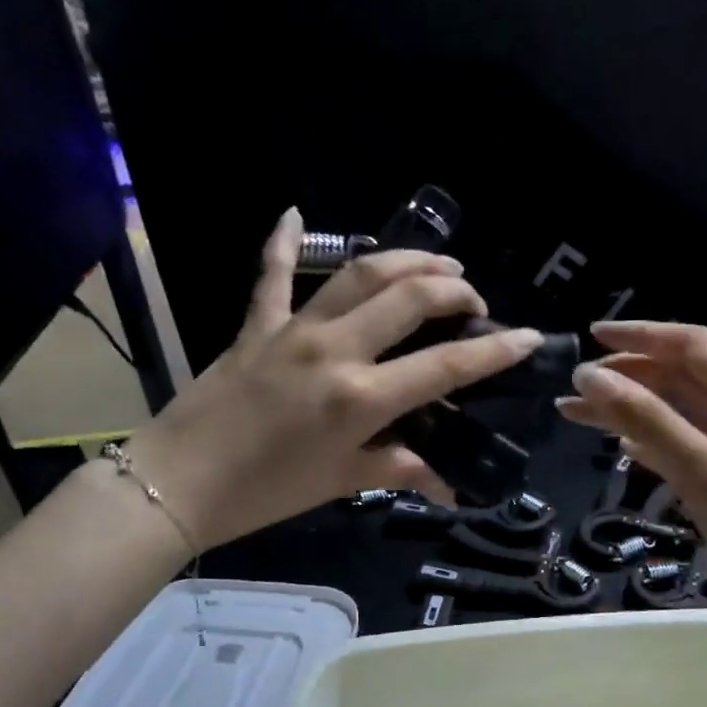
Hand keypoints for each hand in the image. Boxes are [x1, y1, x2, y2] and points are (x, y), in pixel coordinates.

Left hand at [118, 209, 544, 549]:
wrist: (179, 482)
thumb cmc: (266, 493)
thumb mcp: (342, 482)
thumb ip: (400, 470)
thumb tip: (449, 485)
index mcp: (360, 397)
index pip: (444, 365)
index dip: (494, 350)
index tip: (528, 336)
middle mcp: (334, 349)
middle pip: (408, 298)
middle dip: (452, 290)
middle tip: (472, 299)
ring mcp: (293, 329)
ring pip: (358, 274)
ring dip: (404, 260)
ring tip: (435, 264)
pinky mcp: (256, 325)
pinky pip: (272, 275)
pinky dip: (284, 242)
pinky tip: (295, 214)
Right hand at [557, 321, 706, 617]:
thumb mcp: (702, 471)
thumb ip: (646, 419)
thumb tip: (591, 376)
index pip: (689, 344)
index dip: (637, 335)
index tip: (588, 336)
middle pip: (684, 373)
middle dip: (628, 375)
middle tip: (576, 389)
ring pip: (686, 408)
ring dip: (636, 408)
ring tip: (582, 416)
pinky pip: (696, 438)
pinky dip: (658, 436)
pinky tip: (627, 447)